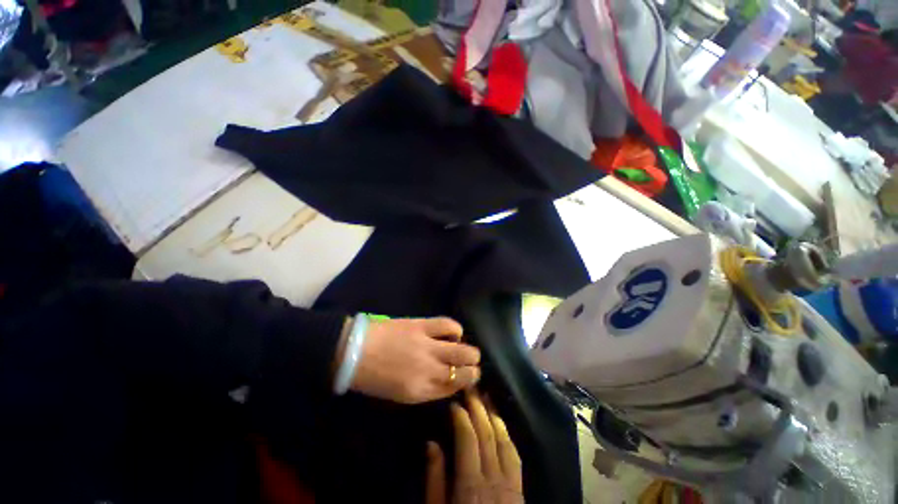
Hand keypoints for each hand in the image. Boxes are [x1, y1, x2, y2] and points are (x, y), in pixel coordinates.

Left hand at [348, 317, 480, 403]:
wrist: (353, 351)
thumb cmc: (373, 377)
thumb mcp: (399, 394)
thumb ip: (425, 389)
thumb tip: (446, 379)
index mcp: (420, 392)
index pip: (454, 388)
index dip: (466, 383)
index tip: (469, 377)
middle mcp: (428, 371)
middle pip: (464, 371)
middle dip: (473, 369)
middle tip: (471, 364)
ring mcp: (427, 347)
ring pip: (462, 350)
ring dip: (471, 351)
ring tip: (467, 349)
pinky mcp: (422, 326)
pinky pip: (448, 325)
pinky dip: (456, 329)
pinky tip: (454, 332)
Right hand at [425, 391, 522, 503]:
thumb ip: (435, 479)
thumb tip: (432, 444)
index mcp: (471, 485)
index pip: (468, 438)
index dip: (462, 416)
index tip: (454, 402)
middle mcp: (494, 479)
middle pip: (487, 434)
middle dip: (479, 408)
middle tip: (472, 389)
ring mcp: (511, 484)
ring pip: (504, 440)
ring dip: (495, 416)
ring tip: (487, 398)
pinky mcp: (520, 490)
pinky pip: (515, 455)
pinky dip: (507, 434)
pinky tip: (502, 424)